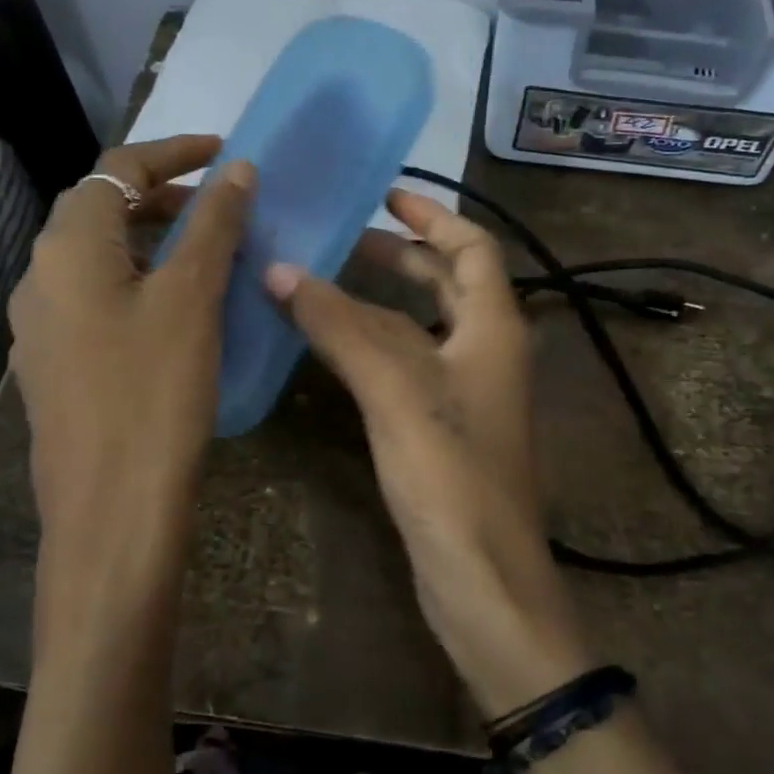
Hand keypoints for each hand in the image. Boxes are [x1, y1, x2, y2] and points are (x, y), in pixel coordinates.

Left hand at [9, 135, 254, 659]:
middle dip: (164, 197)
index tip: (226, 151)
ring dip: (153, 242)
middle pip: (101, 210)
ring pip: (100, 258)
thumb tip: (236, 167)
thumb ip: (213, 226)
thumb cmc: (154, 393)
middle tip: (225, 207)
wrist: (110, 511)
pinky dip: (141, 283)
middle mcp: (40, 276)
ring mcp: (42, 326)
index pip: (117, 169)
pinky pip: (99, 300)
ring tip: (210, 254)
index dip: (174, 152)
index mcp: (67, 247)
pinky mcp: (56, 365)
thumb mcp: (192, 299)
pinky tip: (179, 312)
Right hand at [265, 191, 593, 718]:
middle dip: (401, 256)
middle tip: (342, 238)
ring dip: (380, 301)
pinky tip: (333, 347)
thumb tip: (280, 270)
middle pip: (449, 283)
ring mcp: (468, 392)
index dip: (433, 217)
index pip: (472, 247)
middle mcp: (487, 350)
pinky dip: (374, 345)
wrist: (481, 577)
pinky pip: (408, 366)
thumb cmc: (450, 474)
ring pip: (422, 326)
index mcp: (494, 326)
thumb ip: (340, 327)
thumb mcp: (395, 389)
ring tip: (323, 283)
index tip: (385, 195)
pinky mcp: (444, 427)